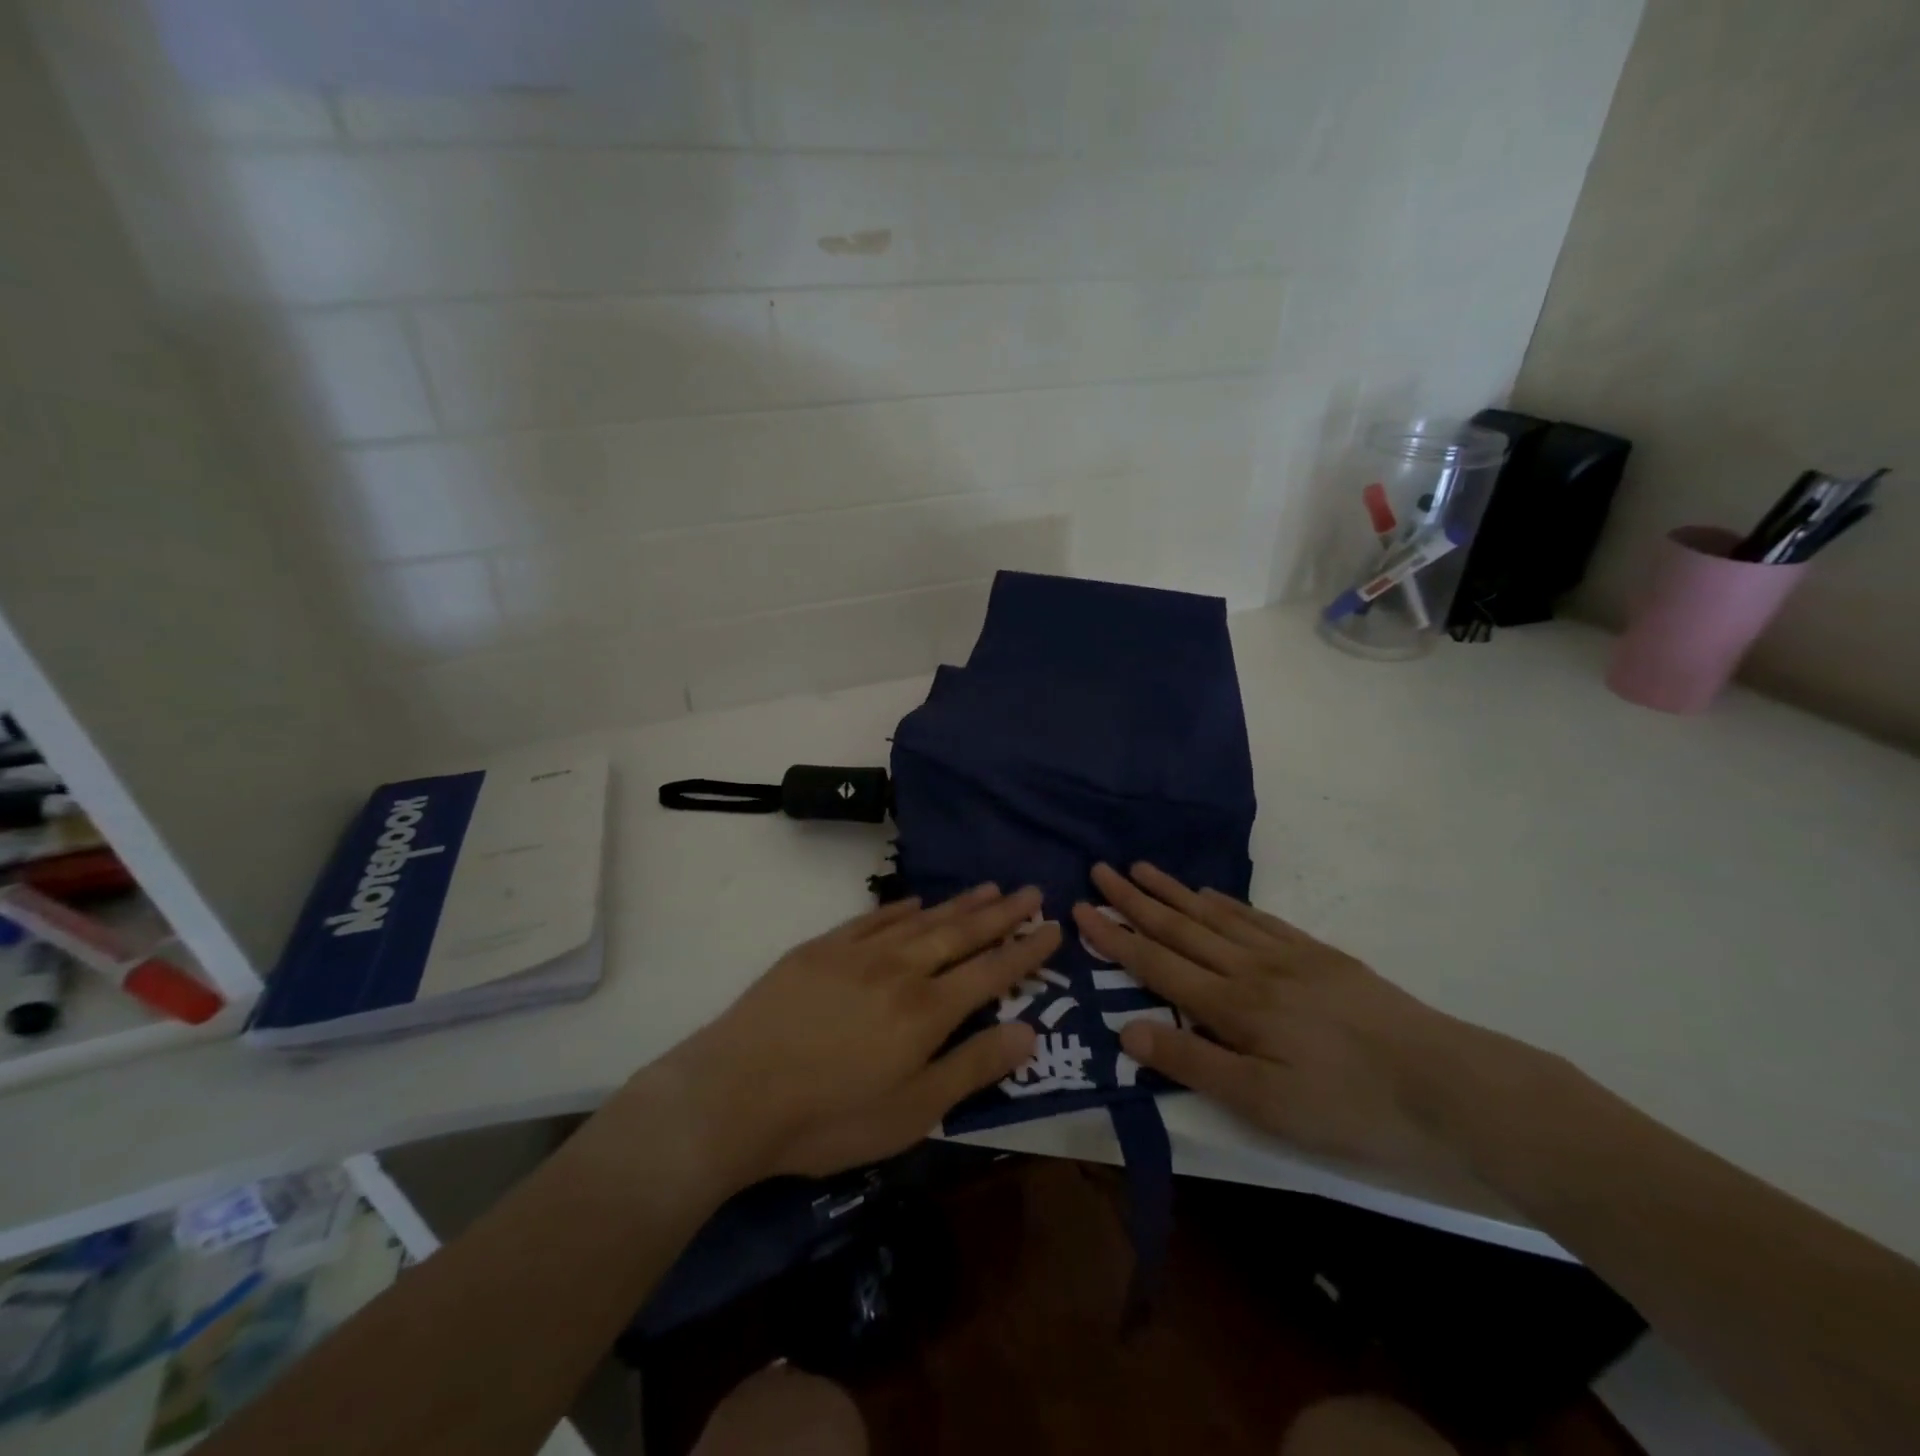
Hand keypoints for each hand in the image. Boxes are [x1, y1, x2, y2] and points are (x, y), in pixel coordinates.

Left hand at [665, 885, 1059, 1182]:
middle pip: (961, 933)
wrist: (734, 1093)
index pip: (991, 971)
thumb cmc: (829, 1118)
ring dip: (958, 903)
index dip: (1025, 950)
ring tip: (988, 887)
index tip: (1051, 926)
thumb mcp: (913, 1111)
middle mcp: (901, 969)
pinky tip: (916, 901)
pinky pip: (873, 918)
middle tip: (1030, 890)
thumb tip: (1030, 1031)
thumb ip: (973, 1067)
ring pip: (921, 920)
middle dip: (1001, 914)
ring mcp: (858, 953)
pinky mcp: (821, 948)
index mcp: (927, 1010)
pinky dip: (901, 908)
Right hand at [1072, 863, 1469, 1178]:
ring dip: (1173, 892)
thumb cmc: (1350, 1106)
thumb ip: (1194, 1063)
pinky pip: (1257, 919)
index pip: (1157, 963)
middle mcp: (1250, 969)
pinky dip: (1225, 904)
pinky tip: (1210, 895)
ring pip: (1214, 915)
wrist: (1448, 1084)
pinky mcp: (1317, 955)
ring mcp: (1286, 956)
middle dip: (1135, 900)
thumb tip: (1126, 1029)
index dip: (1115, 937)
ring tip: (1142, 869)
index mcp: (1233, 1006)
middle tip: (1101, 870)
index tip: (1080, 909)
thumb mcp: (1266, 1106)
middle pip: (1180, 927)